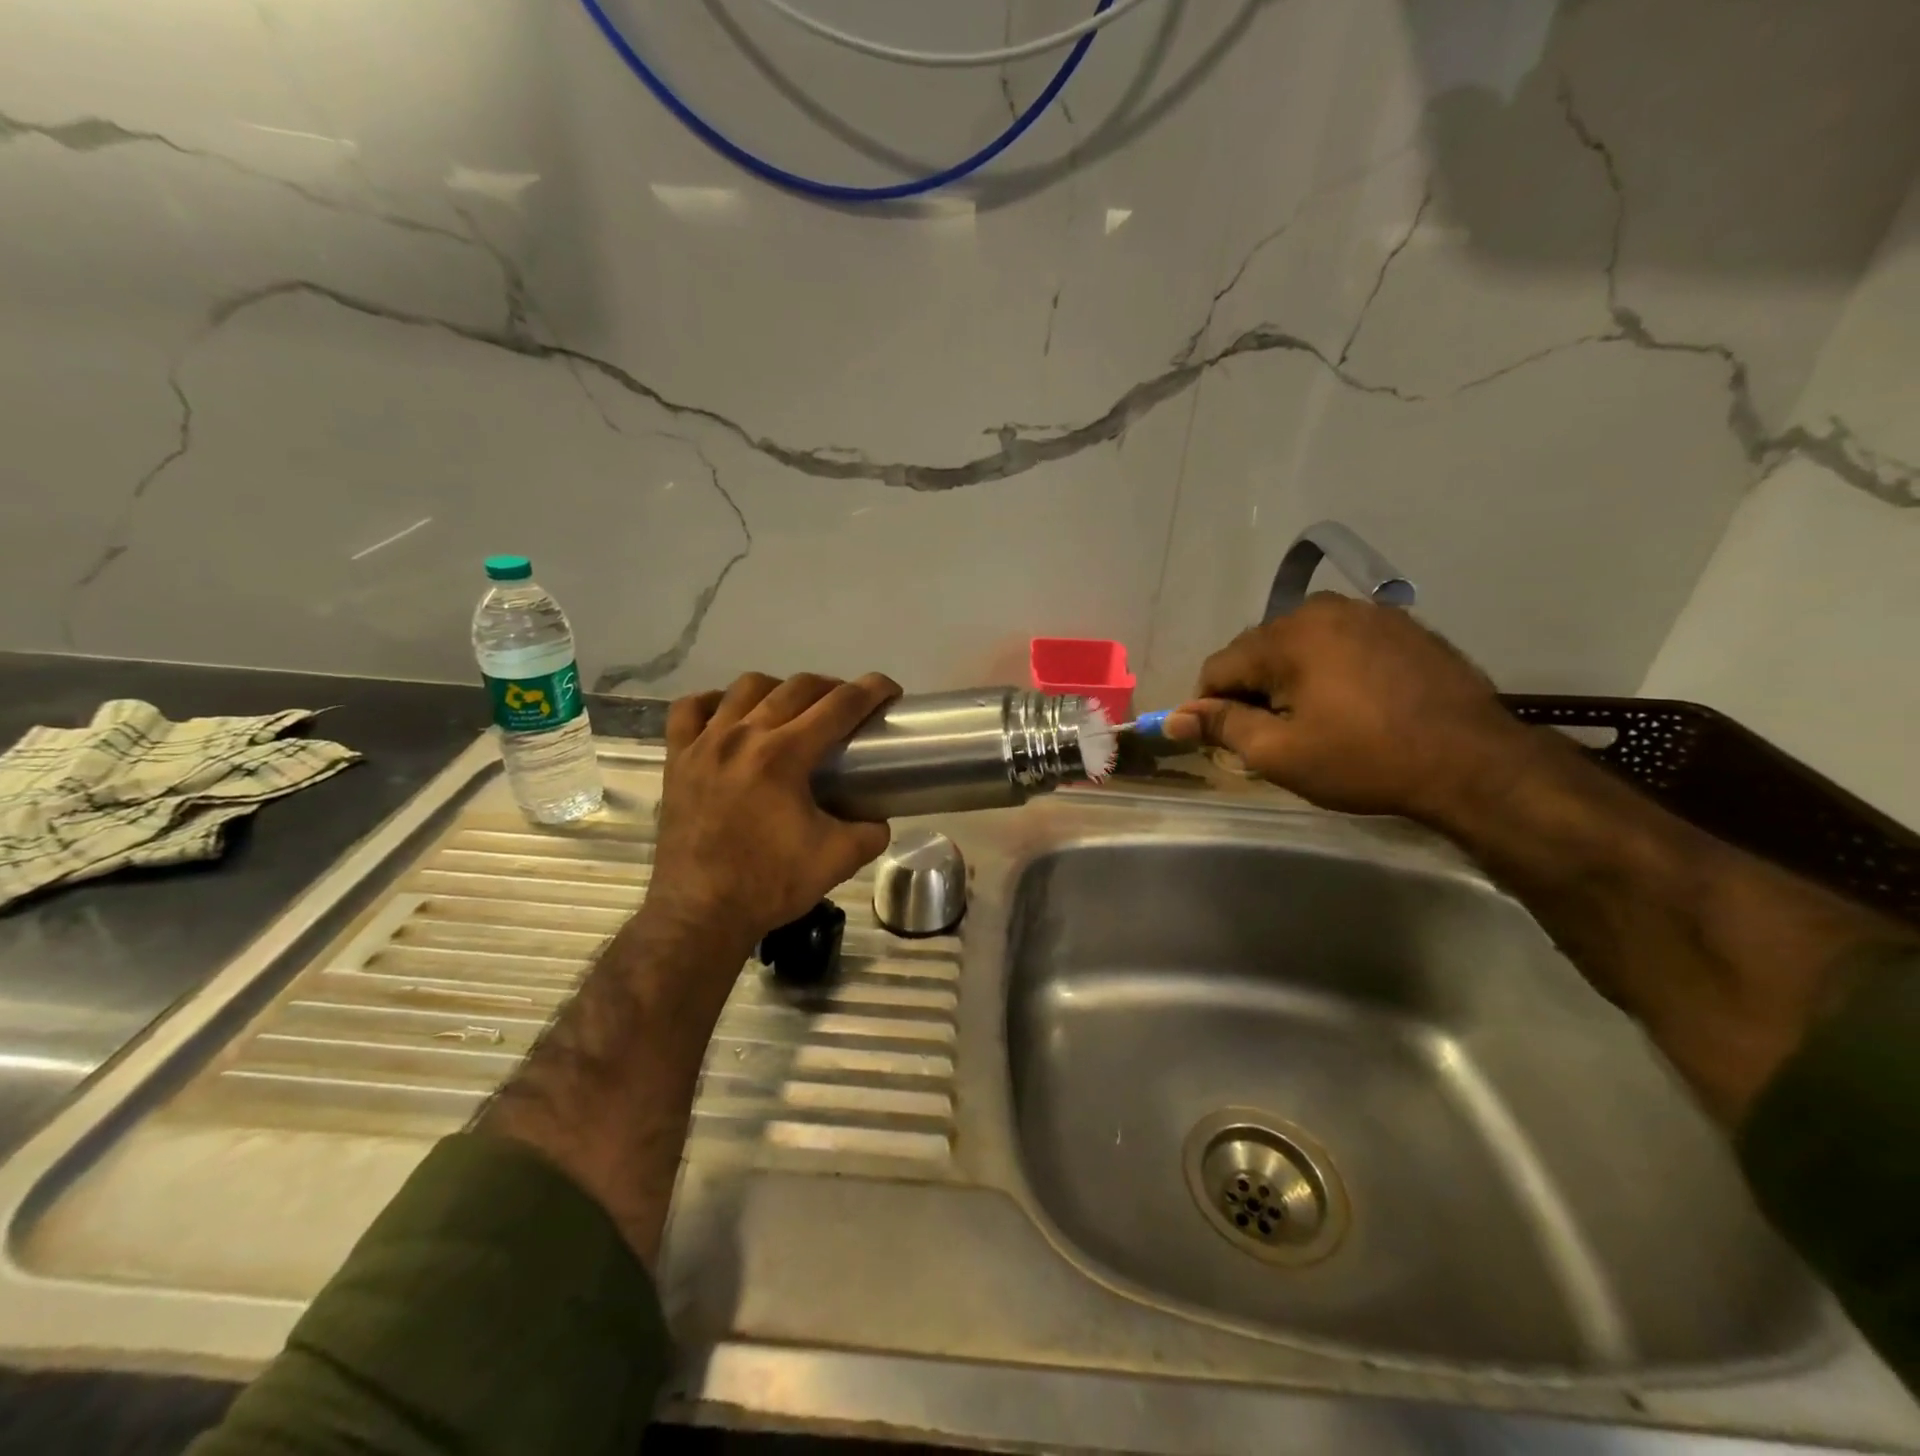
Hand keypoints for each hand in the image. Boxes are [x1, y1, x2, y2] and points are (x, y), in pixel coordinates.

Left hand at [646, 672, 899, 947]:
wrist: (701, 913)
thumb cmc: (770, 884)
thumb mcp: (838, 860)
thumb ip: (871, 832)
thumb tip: (879, 819)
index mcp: (784, 755)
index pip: (839, 706)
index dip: (871, 691)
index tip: (889, 689)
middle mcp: (743, 736)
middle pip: (796, 688)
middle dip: (832, 687)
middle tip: (849, 706)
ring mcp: (704, 744)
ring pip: (745, 687)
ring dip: (778, 689)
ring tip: (792, 708)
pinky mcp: (677, 759)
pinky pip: (689, 710)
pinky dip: (714, 702)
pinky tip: (729, 714)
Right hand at [1161, 594, 1531, 821]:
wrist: (1474, 763)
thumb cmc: (1365, 760)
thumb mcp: (1280, 754)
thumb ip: (1222, 727)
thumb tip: (1173, 718)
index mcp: (1287, 636)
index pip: (1218, 666)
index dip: (1210, 706)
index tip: (1226, 740)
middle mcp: (1323, 609)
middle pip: (1258, 650)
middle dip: (1253, 690)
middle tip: (1273, 736)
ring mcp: (1369, 612)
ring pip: (1300, 645)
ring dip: (1291, 679)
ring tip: (1314, 721)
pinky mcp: (1403, 626)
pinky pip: (1341, 644)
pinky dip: (1330, 670)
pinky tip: (1352, 705)